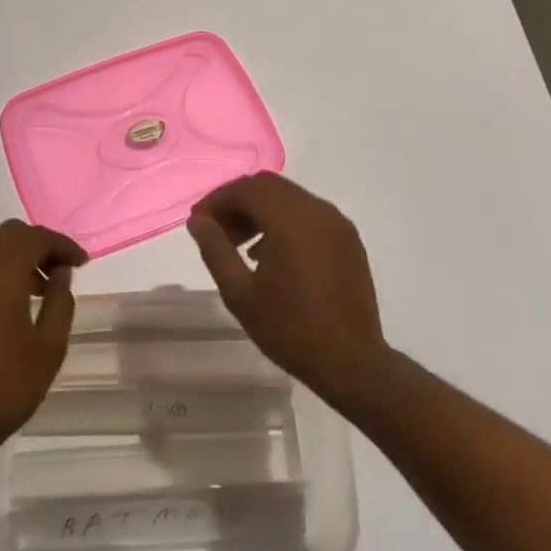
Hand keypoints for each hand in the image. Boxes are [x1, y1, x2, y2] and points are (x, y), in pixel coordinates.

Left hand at [0, 220, 86, 466]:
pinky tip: (12, 303)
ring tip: (40, 288)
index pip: (36, 238)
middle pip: (10, 234)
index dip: (62, 245)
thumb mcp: (49, 347)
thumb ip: (60, 301)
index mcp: (0, 272)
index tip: (82, 263)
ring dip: (17, 257)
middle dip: (39, 244)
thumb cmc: (6, 386)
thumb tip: (60, 272)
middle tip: (61, 270)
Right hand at [188, 173, 387, 400]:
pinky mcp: (348, 240)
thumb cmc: (290, 328)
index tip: (199, 222)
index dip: (218, 200)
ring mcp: (337, 223)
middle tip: (217, 231)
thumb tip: (198, 221)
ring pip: (290, 198)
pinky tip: (271, 253)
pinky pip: (309, 215)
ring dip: (261, 210)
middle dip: (238, 202)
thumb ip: (215, 249)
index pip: (246, 189)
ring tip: (240, 245)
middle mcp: (316, 210)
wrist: (352, 363)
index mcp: (290, 219)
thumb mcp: (239, 293)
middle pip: (269, 187)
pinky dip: (285, 221)